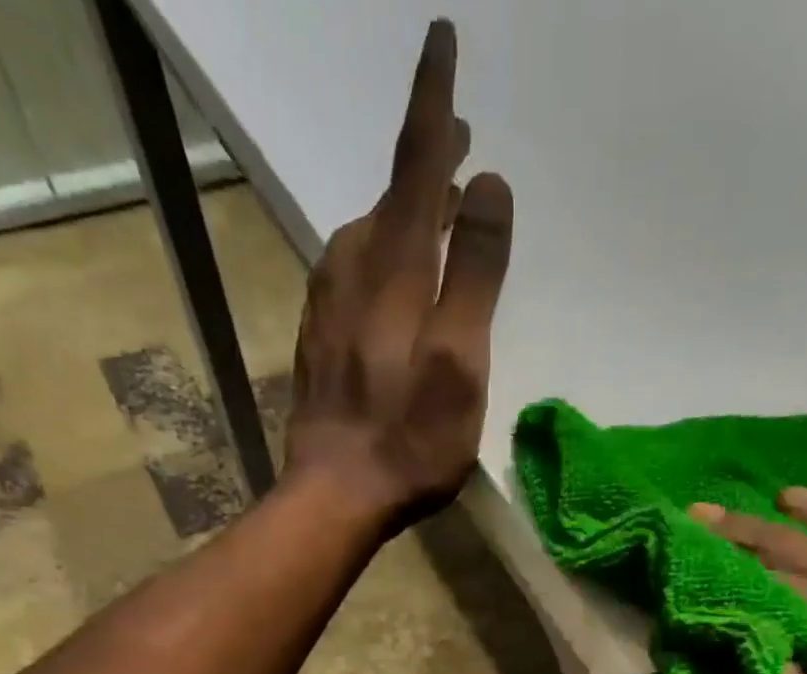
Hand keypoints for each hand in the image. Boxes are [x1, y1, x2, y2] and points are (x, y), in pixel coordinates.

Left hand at [285, 20, 514, 523]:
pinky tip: (386, 270)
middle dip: (426, 157)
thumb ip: (475, 272)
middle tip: (457, 136)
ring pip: (367, 233)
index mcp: (395, 268)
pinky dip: (377, 252)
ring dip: (401, 207)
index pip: (418, 162)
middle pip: (393, 195)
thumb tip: (488, 184)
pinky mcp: (318, 339)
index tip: (443, 39)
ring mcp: (328, 305)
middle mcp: (353, 269)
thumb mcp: (460, 360)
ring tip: (432, 204)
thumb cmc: (410, 438)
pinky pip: (349, 272)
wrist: (335, 494)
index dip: (435, 101)